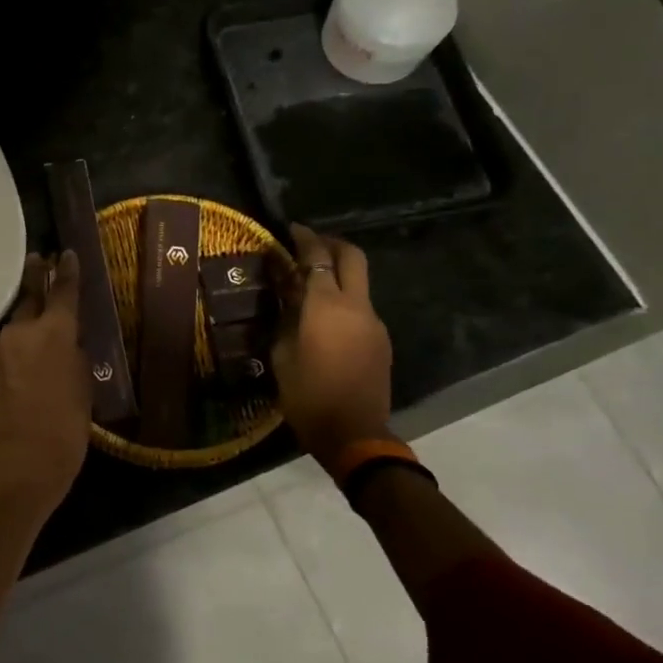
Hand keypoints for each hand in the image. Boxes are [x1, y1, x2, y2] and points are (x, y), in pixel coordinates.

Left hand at [0, 251, 92, 515]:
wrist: (23, 463)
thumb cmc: (67, 427)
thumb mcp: (84, 386)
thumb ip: (74, 355)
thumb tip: (65, 343)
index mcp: (56, 332)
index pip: (63, 290)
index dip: (67, 271)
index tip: (67, 254)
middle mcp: (21, 331)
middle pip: (28, 297)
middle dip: (35, 279)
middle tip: (39, 262)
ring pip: (13, 327)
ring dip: (24, 323)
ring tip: (34, 327)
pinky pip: (2, 351)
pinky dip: (13, 350)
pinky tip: (20, 364)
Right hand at [269, 224, 392, 456]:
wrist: (354, 433)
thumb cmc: (307, 396)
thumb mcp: (282, 355)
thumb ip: (286, 318)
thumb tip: (287, 297)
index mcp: (327, 306)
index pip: (318, 257)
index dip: (305, 238)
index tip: (291, 229)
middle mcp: (356, 306)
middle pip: (352, 257)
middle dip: (331, 244)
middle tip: (308, 245)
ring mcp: (373, 322)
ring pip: (359, 283)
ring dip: (338, 274)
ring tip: (310, 283)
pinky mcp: (380, 340)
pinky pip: (361, 308)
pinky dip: (343, 300)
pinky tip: (323, 317)